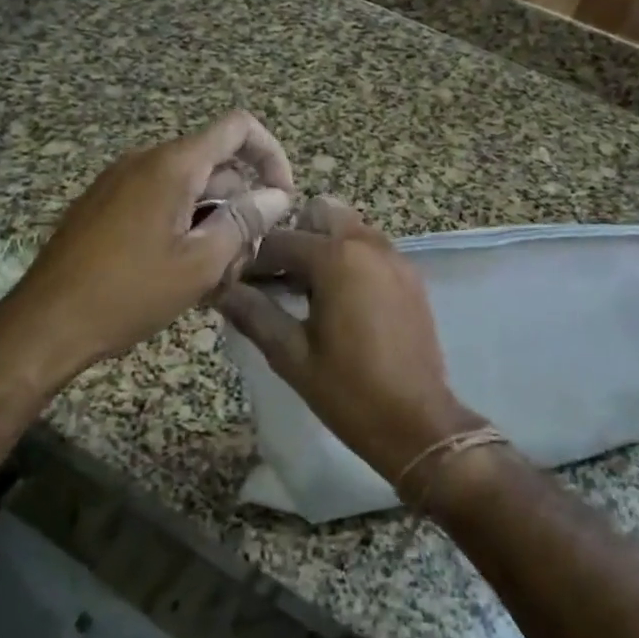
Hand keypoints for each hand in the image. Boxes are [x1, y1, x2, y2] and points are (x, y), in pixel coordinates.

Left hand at [0, 112, 295, 393]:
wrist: (44, 323)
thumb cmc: (129, 293)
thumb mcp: (200, 263)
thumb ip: (245, 222)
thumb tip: (277, 196)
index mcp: (173, 165)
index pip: (239, 128)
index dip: (272, 156)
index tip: (282, 200)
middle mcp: (146, 160)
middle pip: (216, 167)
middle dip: (242, 208)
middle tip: (246, 262)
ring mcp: (121, 182)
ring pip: (190, 190)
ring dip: (214, 225)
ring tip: (215, 279)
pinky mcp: (106, 205)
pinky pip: (160, 202)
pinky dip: (185, 228)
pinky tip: (184, 275)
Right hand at [215, 196, 482, 482]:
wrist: (418, 423)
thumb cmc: (349, 392)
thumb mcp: (291, 355)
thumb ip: (254, 314)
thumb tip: (220, 290)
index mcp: (337, 258)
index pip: (279, 240)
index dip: (251, 259)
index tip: (233, 281)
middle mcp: (369, 245)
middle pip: (320, 214)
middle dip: (292, 237)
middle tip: (273, 278)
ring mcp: (395, 259)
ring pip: (349, 228)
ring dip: (322, 245)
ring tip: (301, 291)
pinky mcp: (410, 277)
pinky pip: (371, 249)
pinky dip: (349, 258)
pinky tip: (335, 300)